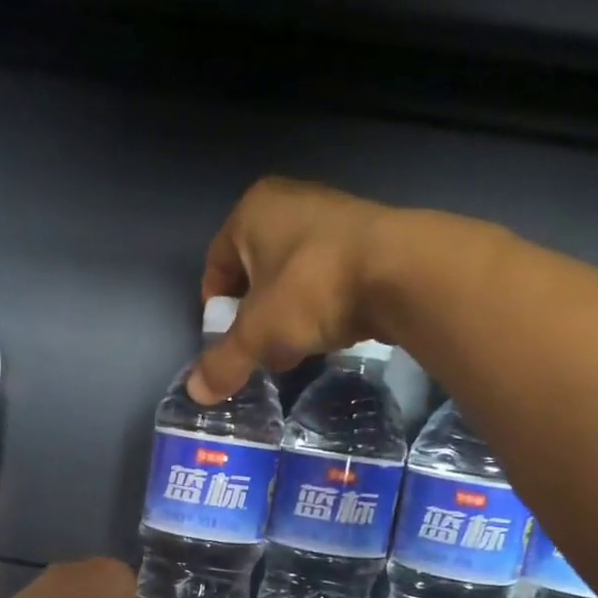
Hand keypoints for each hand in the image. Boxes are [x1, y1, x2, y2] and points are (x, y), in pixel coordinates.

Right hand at [190, 177, 393, 403]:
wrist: (402, 272)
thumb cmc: (311, 289)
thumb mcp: (258, 334)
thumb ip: (224, 362)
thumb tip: (196, 394)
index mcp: (252, 211)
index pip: (216, 265)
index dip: (216, 310)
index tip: (226, 344)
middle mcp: (290, 202)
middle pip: (255, 272)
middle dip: (254, 317)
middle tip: (259, 351)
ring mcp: (333, 216)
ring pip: (292, 277)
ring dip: (287, 315)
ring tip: (294, 349)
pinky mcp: (369, 239)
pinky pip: (328, 279)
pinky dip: (321, 307)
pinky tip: (328, 334)